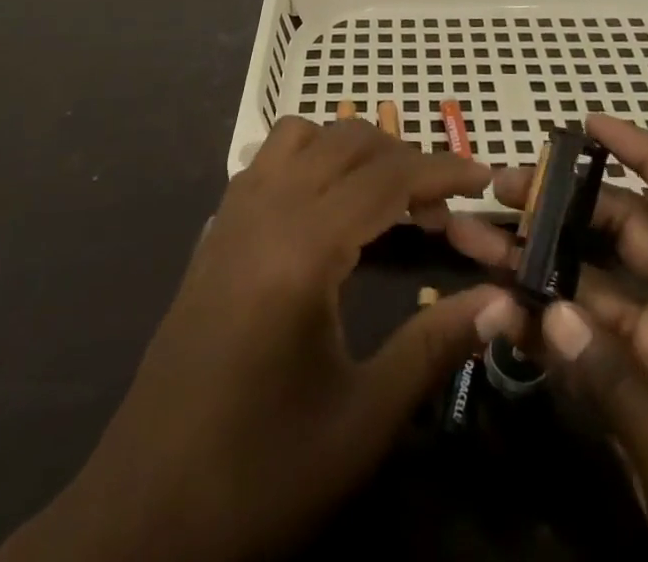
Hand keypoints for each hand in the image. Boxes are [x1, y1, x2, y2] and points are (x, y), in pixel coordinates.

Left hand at [0, 116, 519, 561]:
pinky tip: (329, 210)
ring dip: (352, 149)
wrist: (146, 511)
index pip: (388, 177)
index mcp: (303, 247)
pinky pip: (269, 159)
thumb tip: (501, 302)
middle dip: (404, 157)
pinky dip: (311, 158)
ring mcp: (232, 214)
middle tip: (445, 205)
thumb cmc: (261, 470)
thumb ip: (434, 347)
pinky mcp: (215, 231)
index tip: (486, 176)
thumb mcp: (361, 421)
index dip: (443, 169)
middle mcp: (266, 209)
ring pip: (302, 136)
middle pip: (348, 142)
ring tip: (388, 197)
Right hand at [447, 115, 647, 561]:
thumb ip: (615, 382)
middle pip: (630, 236)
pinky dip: (545, 332)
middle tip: (499, 188)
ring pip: (596, 291)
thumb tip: (547, 309)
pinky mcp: (645, 407)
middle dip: (564, 207)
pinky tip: (494, 311)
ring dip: (537, 265)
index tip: (589, 126)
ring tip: (470, 237)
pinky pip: (588, 351)